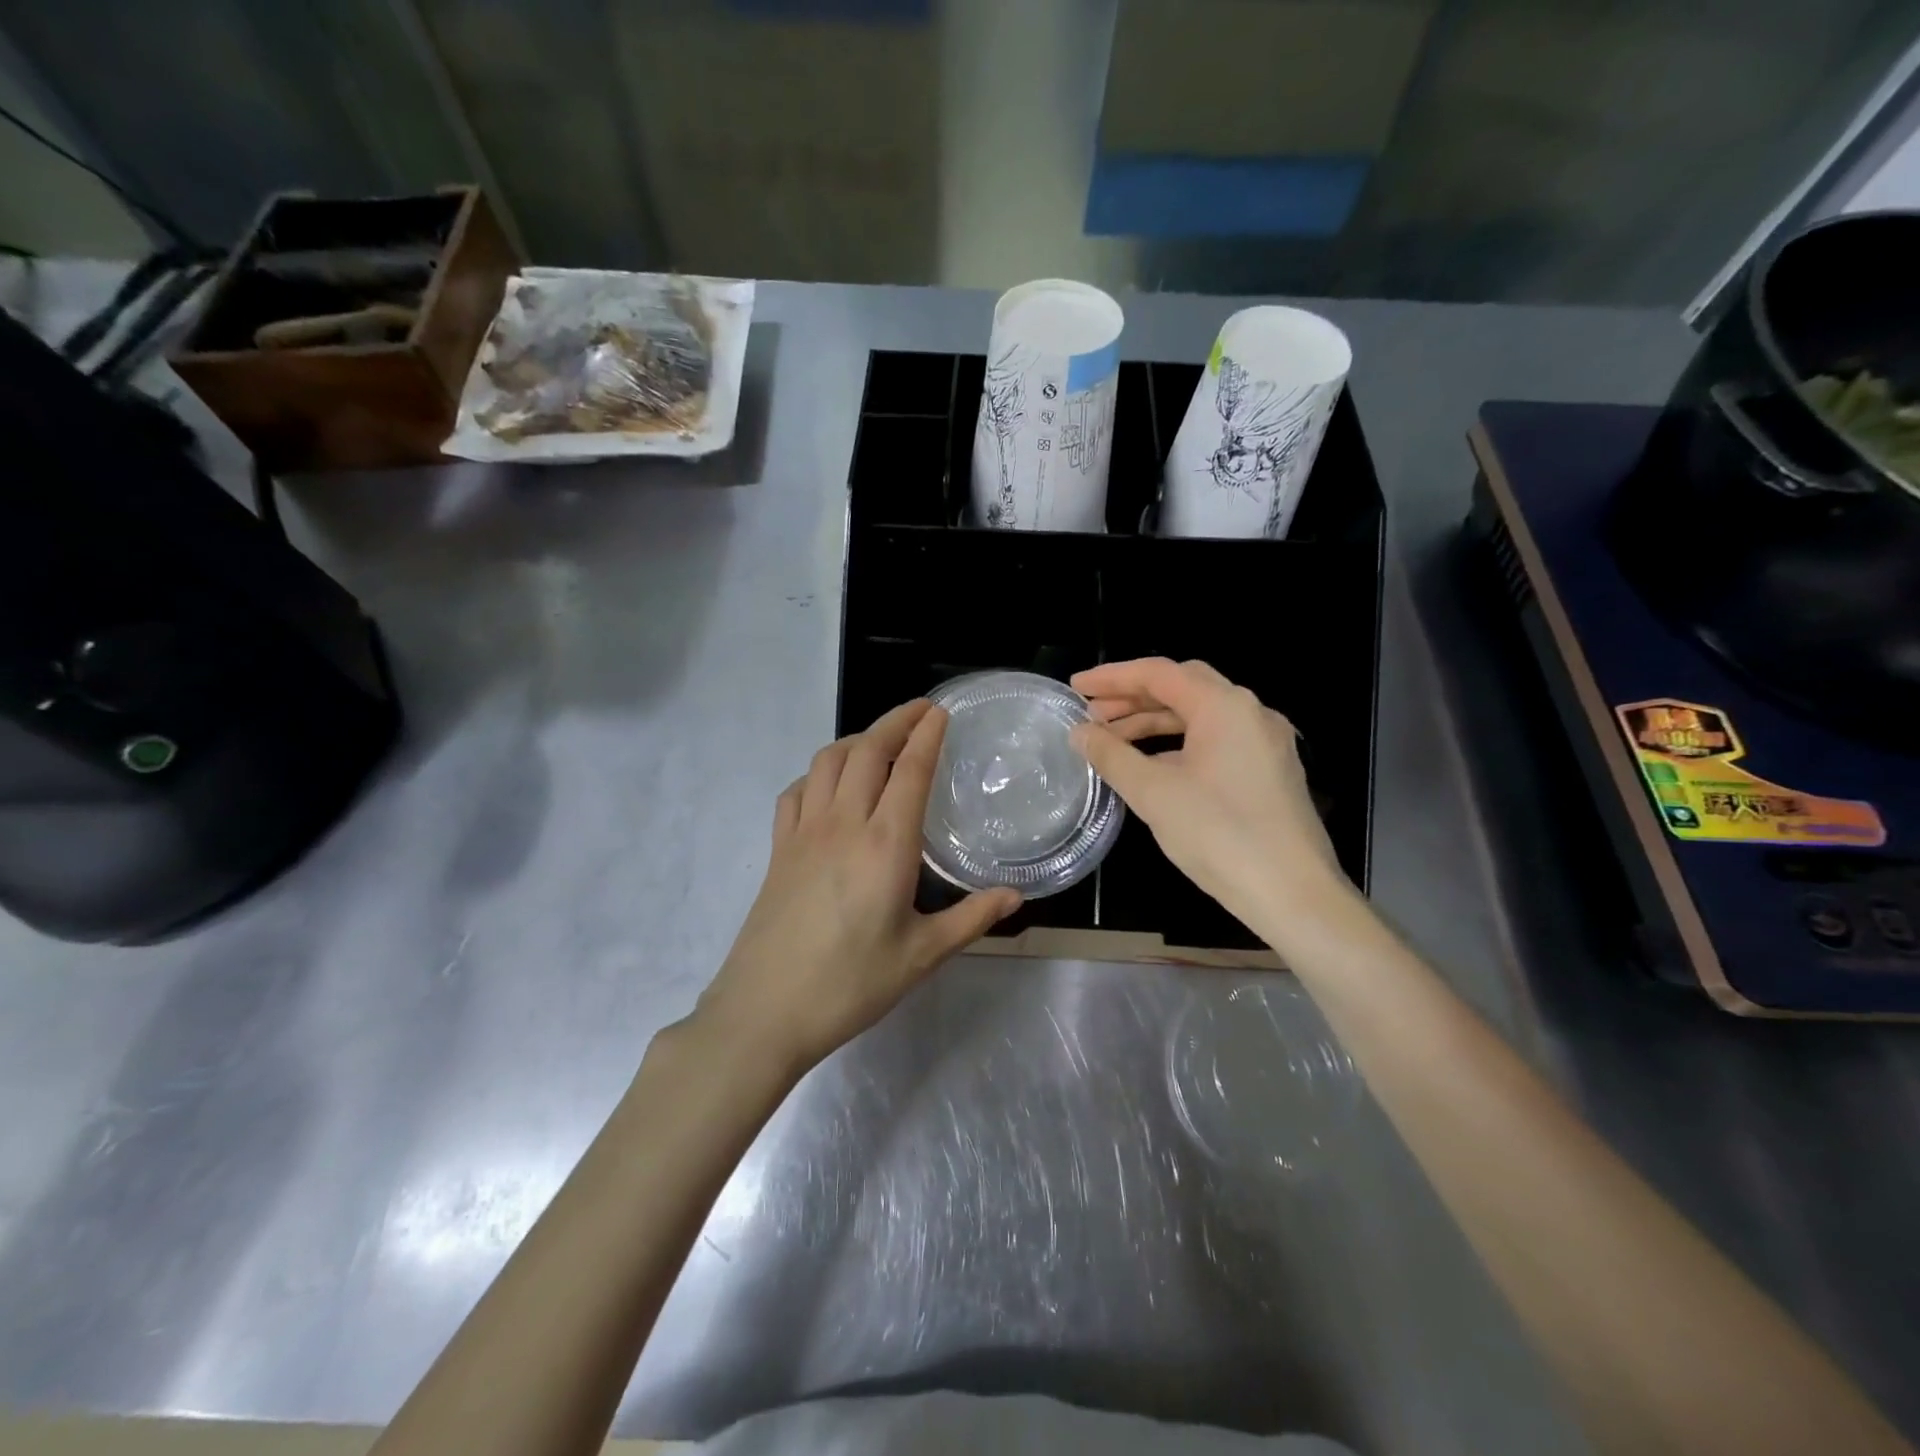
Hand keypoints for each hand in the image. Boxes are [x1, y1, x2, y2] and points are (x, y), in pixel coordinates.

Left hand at [694, 700, 1020, 1072]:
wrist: (765, 1011)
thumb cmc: (851, 984)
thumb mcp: (922, 955)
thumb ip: (971, 919)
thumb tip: (1016, 896)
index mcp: (885, 844)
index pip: (909, 770)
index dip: (927, 734)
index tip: (941, 712)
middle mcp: (843, 823)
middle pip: (867, 750)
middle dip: (895, 721)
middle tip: (921, 711)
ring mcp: (804, 832)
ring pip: (828, 761)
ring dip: (857, 739)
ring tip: (880, 742)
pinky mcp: (778, 849)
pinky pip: (797, 791)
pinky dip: (818, 773)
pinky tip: (829, 787)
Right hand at [1069, 657, 1349, 937]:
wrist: (1294, 894)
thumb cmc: (1219, 835)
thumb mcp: (1153, 793)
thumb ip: (1112, 755)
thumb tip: (1080, 733)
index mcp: (1224, 706)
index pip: (1159, 673)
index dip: (1112, 677)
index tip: (1076, 687)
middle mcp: (1251, 712)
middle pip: (1182, 688)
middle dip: (1132, 697)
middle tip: (1091, 714)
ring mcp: (1265, 742)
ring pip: (1200, 716)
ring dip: (1154, 723)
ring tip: (1112, 741)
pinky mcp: (1270, 770)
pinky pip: (1217, 740)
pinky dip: (1179, 743)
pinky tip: (1153, 765)